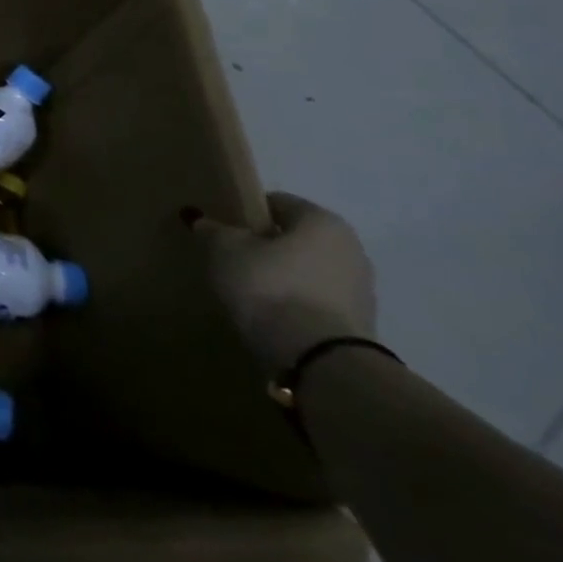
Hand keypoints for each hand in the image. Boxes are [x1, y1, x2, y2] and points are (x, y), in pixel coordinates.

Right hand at [192, 192, 376, 373]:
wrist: (318, 358)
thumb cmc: (270, 285)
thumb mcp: (225, 249)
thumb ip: (213, 230)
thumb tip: (202, 220)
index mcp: (323, 221)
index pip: (277, 203)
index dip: (245, 212)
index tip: (222, 229)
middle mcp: (351, 249)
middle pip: (295, 239)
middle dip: (265, 246)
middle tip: (231, 259)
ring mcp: (360, 290)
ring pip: (306, 271)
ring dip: (281, 277)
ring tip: (247, 291)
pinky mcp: (357, 325)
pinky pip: (314, 301)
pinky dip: (293, 303)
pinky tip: (268, 314)